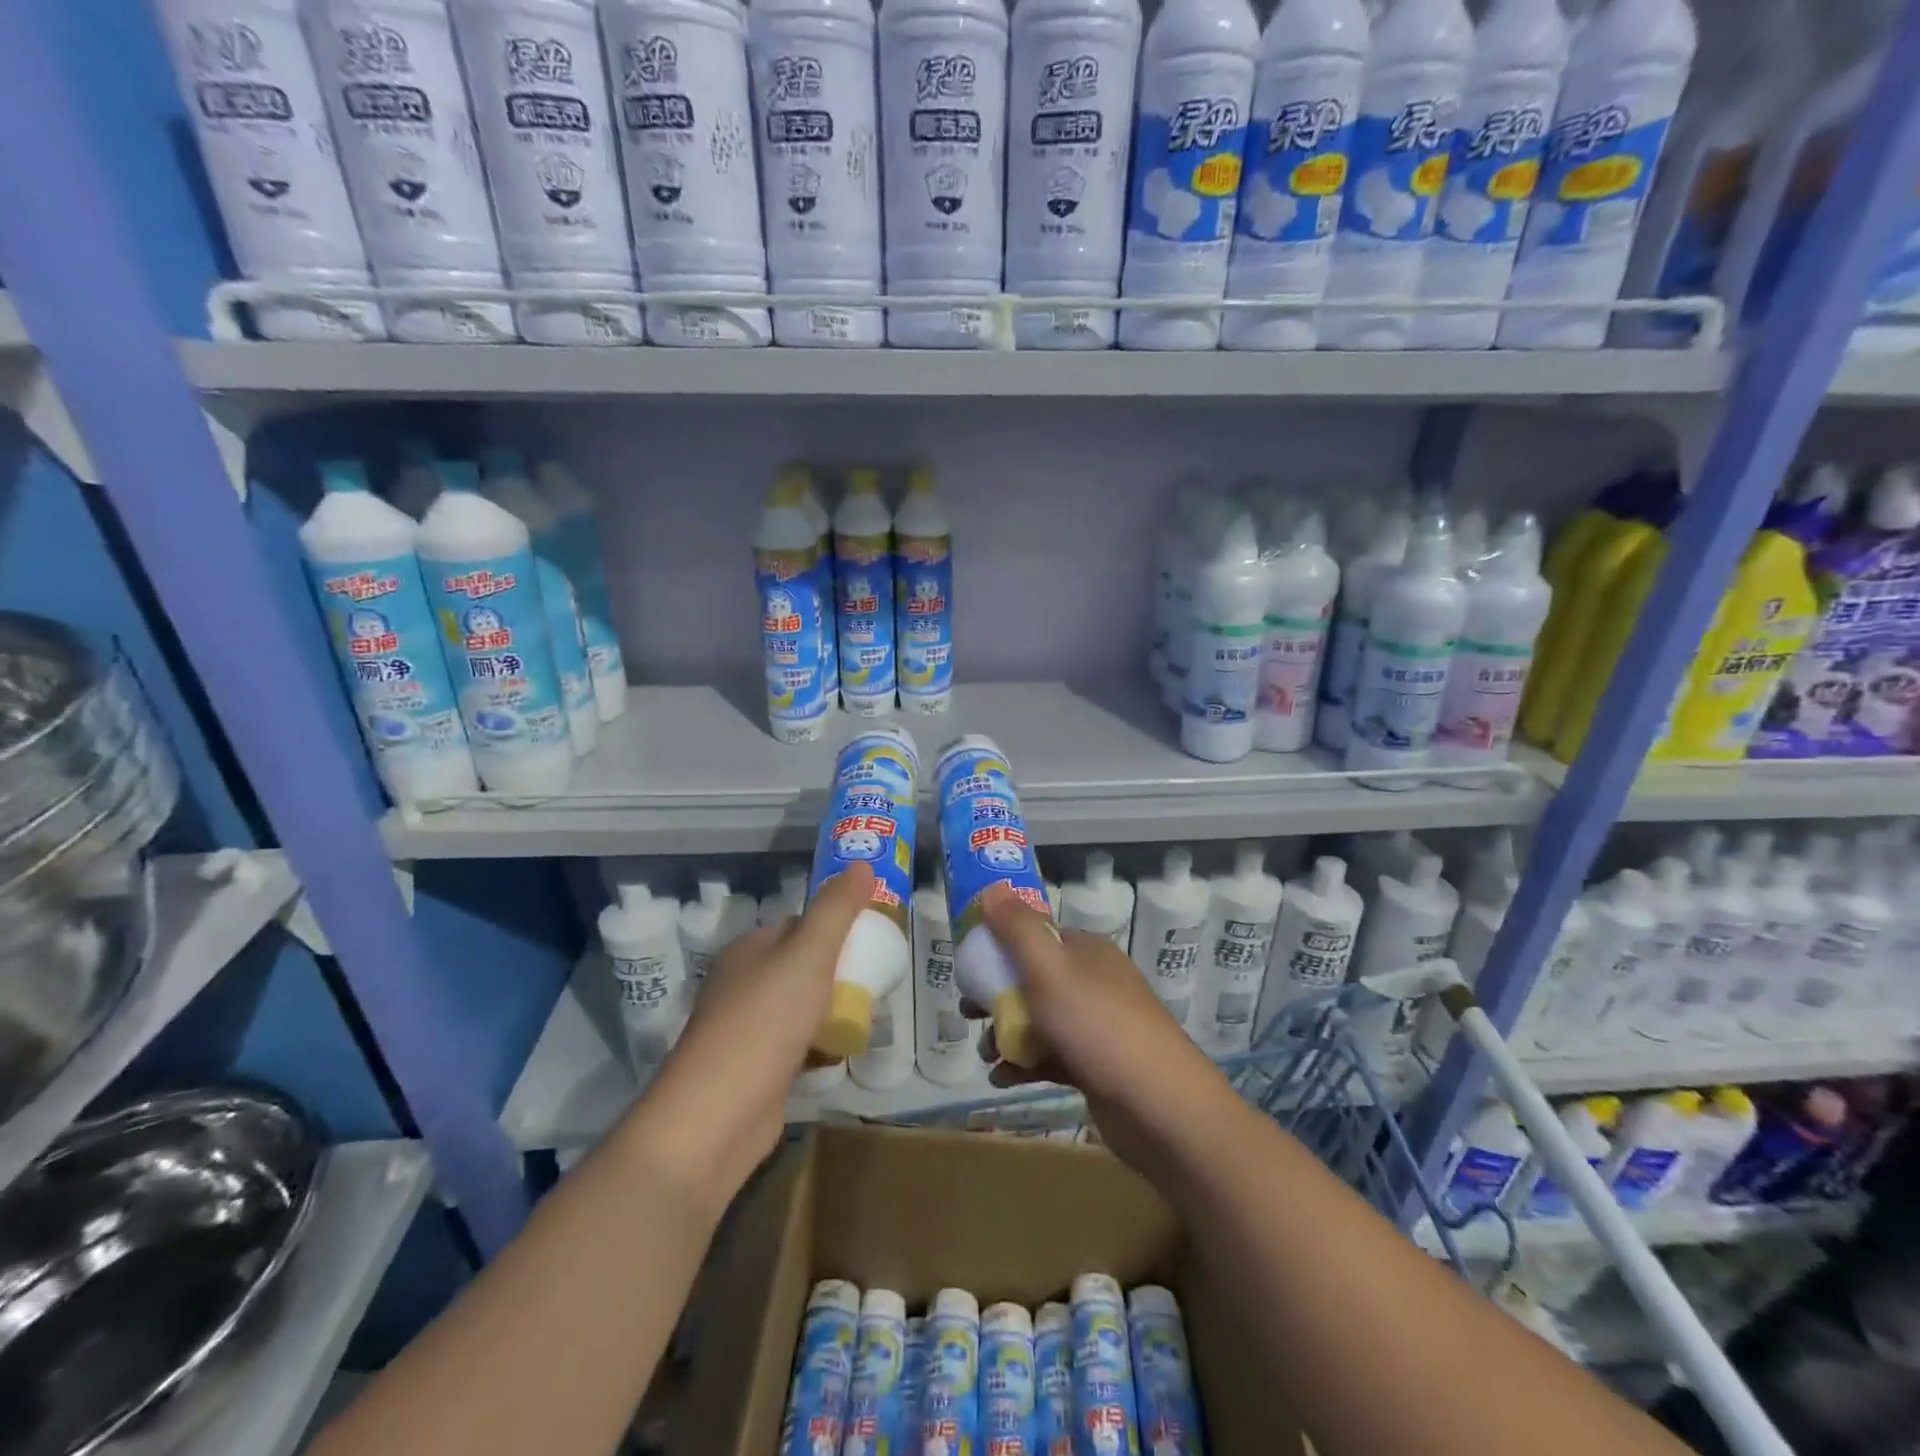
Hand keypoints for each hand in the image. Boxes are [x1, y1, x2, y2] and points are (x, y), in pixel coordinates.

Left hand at [633, 864, 872, 1209]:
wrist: (714, 1120)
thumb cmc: (763, 1025)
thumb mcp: (807, 956)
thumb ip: (836, 910)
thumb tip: (862, 863)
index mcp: (750, 950)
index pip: (799, 924)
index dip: (836, 926)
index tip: (873, 936)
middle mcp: (744, 983)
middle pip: (803, 966)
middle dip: (841, 971)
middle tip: (879, 978)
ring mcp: (748, 1029)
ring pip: (803, 1006)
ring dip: (834, 1008)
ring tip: (871, 1011)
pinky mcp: (757, 1069)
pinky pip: (799, 1044)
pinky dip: (822, 1045)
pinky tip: (844, 1050)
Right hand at [978, 884, 1234, 1176]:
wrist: (1159, 1106)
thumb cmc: (1098, 1026)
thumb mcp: (1050, 969)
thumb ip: (1017, 928)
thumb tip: (990, 888)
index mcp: (1086, 952)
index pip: (1035, 937)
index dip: (1000, 948)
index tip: (968, 968)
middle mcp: (1093, 982)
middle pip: (1033, 980)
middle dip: (996, 996)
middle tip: (968, 1014)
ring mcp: (1097, 1025)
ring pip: (1039, 1020)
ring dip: (1006, 1034)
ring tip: (986, 1054)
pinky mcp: (1096, 1066)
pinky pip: (1050, 1057)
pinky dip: (1024, 1065)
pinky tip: (1002, 1079)